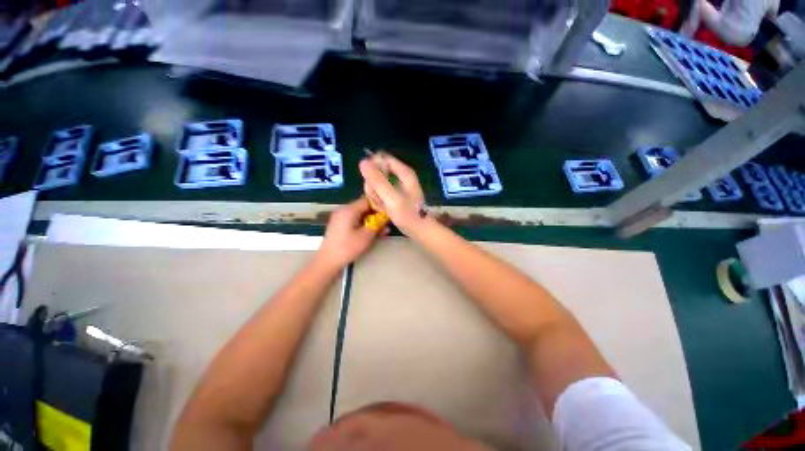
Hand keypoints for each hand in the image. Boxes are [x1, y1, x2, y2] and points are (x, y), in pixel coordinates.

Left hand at [316, 198, 386, 269]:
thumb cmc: (348, 247)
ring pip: (360, 215)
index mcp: (349, 209)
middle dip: (376, 215)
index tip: (388, 213)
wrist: (328, 261)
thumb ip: (377, 224)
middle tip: (387, 223)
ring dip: (371, 221)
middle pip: (363, 207)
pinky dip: (363, 225)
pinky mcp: (340, 225)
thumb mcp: (366, 235)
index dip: (379, 206)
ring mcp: (340, 217)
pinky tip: (373, 233)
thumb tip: (385, 217)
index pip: (367, 200)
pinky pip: (354, 221)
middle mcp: (343, 210)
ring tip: (383, 230)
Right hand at [359, 153, 424, 234]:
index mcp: (403, 171)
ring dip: (375, 196)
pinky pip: (378, 193)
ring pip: (375, 184)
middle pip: (376, 172)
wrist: (417, 230)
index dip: (372, 168)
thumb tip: (363, 161)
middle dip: (374, 187)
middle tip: (380, 199)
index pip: (381, 158)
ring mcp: (396, 185)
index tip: (371, 183)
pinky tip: (384, 209)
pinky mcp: (392, 194)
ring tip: (384, 206)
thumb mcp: (391, 197)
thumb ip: (378, 180)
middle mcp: (399, 175)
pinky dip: (379, 201)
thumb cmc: (408, 214)